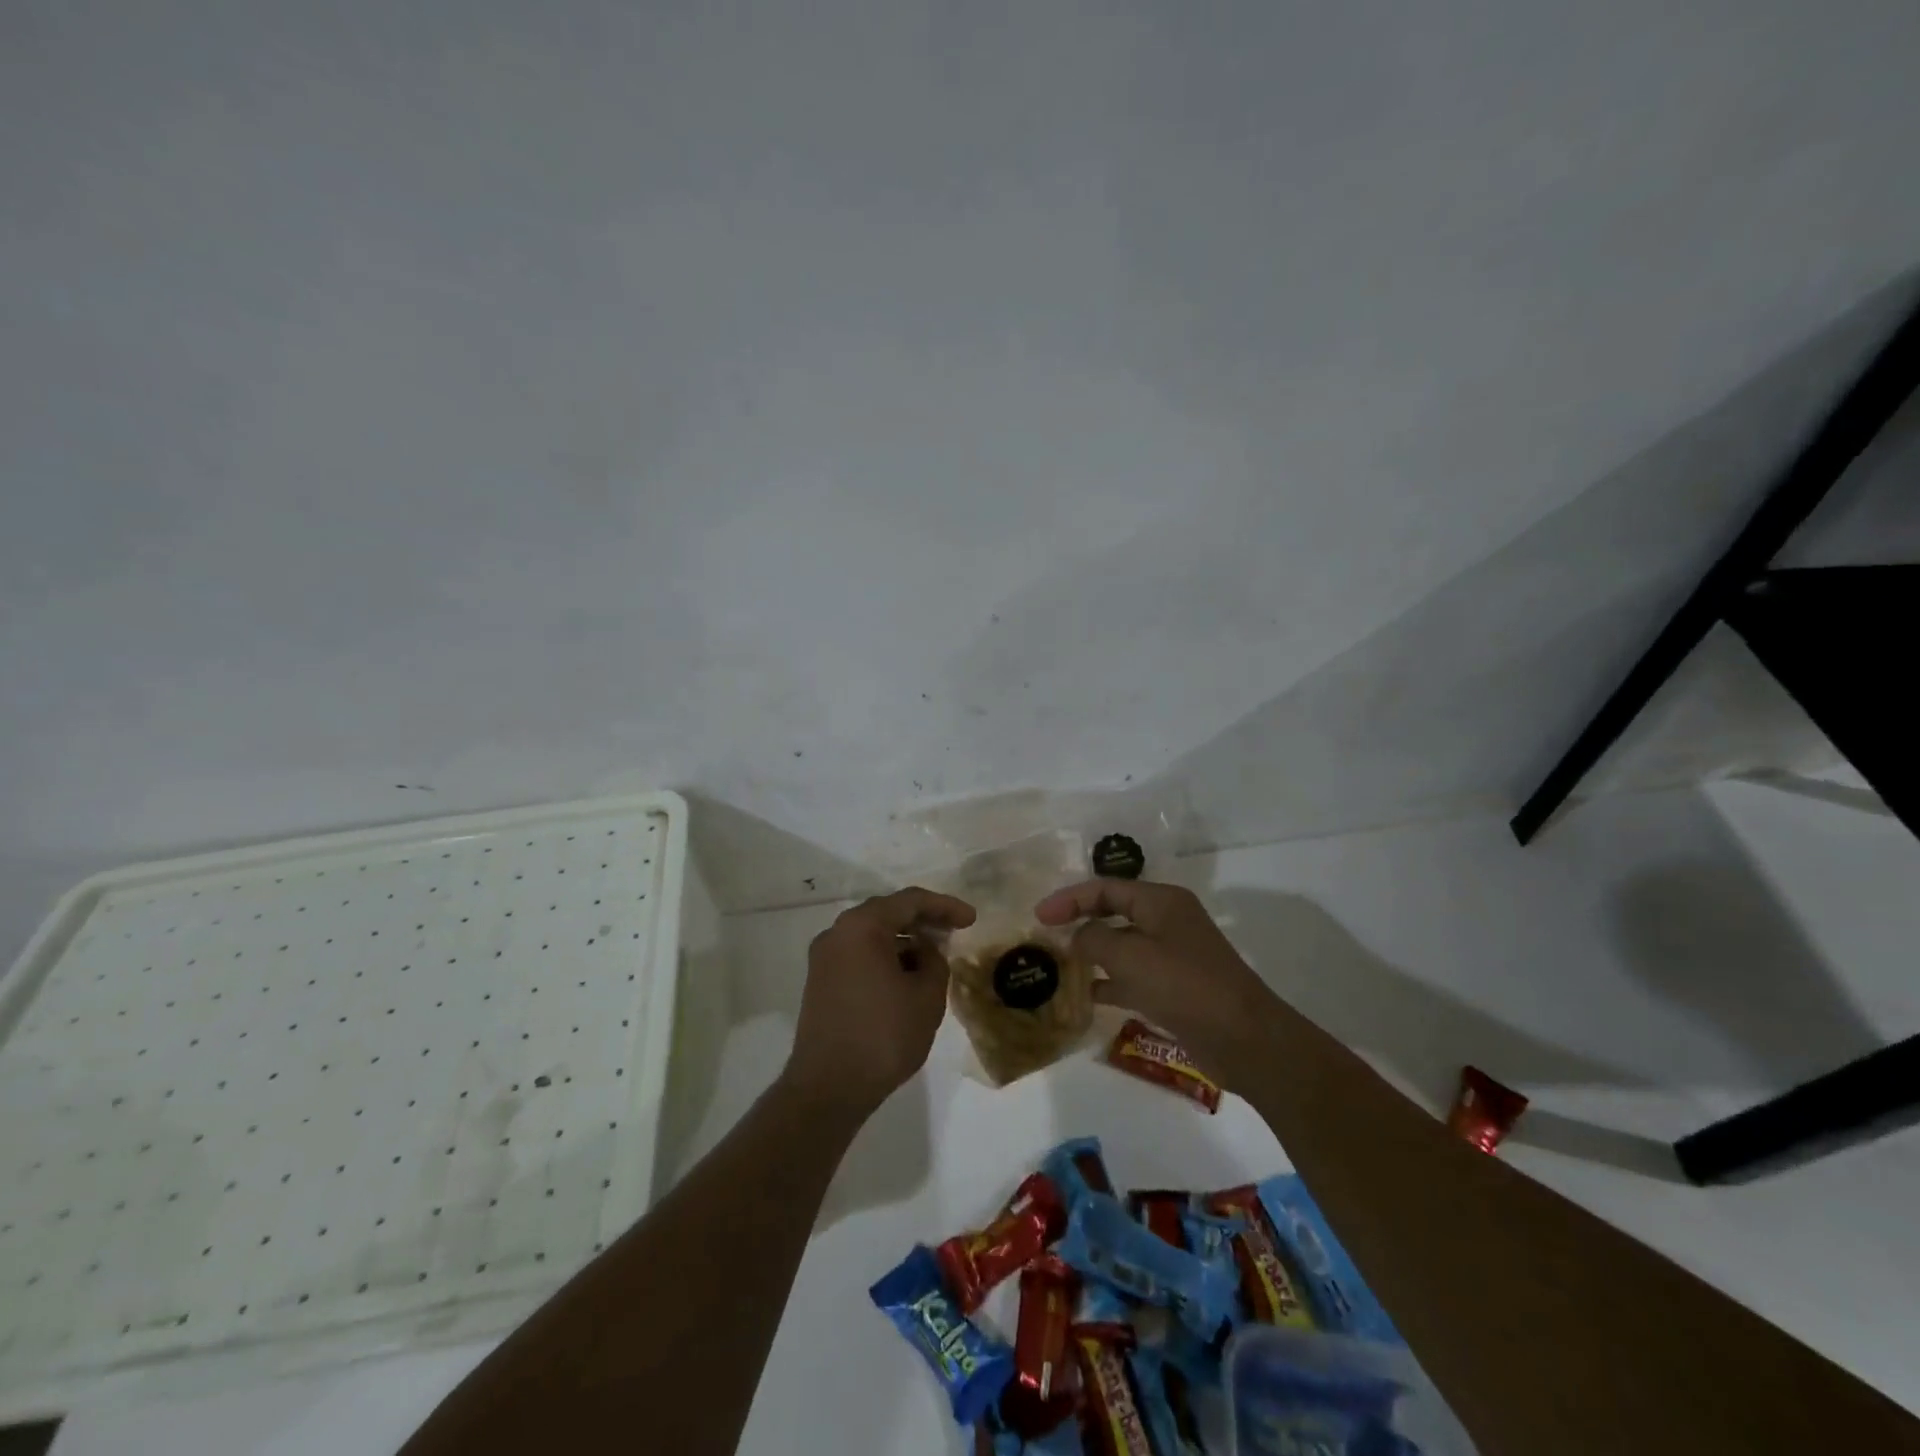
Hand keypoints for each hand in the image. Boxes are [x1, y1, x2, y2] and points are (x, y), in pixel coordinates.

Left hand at [783, 887, 976, 1116]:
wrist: (828, 1088)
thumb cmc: (884, 1035)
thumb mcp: (927, 996)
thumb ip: (934, 960)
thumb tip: (923, 951)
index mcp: (862, 926)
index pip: (910, 901)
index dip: (945, 906)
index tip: (972, 920)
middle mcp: (837, 932)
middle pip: (888, 912)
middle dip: (923, 920)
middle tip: (954, 931)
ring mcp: (824, 957)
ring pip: (872, 934)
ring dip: (904, 939)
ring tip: (934, 955)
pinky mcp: (820, 981)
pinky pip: (859, 954)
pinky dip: (885, 956)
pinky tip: (907, 975)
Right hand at [1035, 878, 1283, 1086]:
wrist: (1244, 1039)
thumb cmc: (1185, 985)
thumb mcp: (1130, 956)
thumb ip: (1094, 940)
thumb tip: (1076, 938)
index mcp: (1161, 901)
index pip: (1105, 888)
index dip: (1068, 899)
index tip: (1038, 916)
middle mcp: (1166, 921)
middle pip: (1113, 912)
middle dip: (1079, 922)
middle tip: (1045, 936)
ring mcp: (1172, 955)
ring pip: (1122, 945)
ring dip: (1091, 953)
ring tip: (1059, 965)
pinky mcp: (1175, 987)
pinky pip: (1133, 976)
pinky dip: (1109, 981)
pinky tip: (1086, 995)